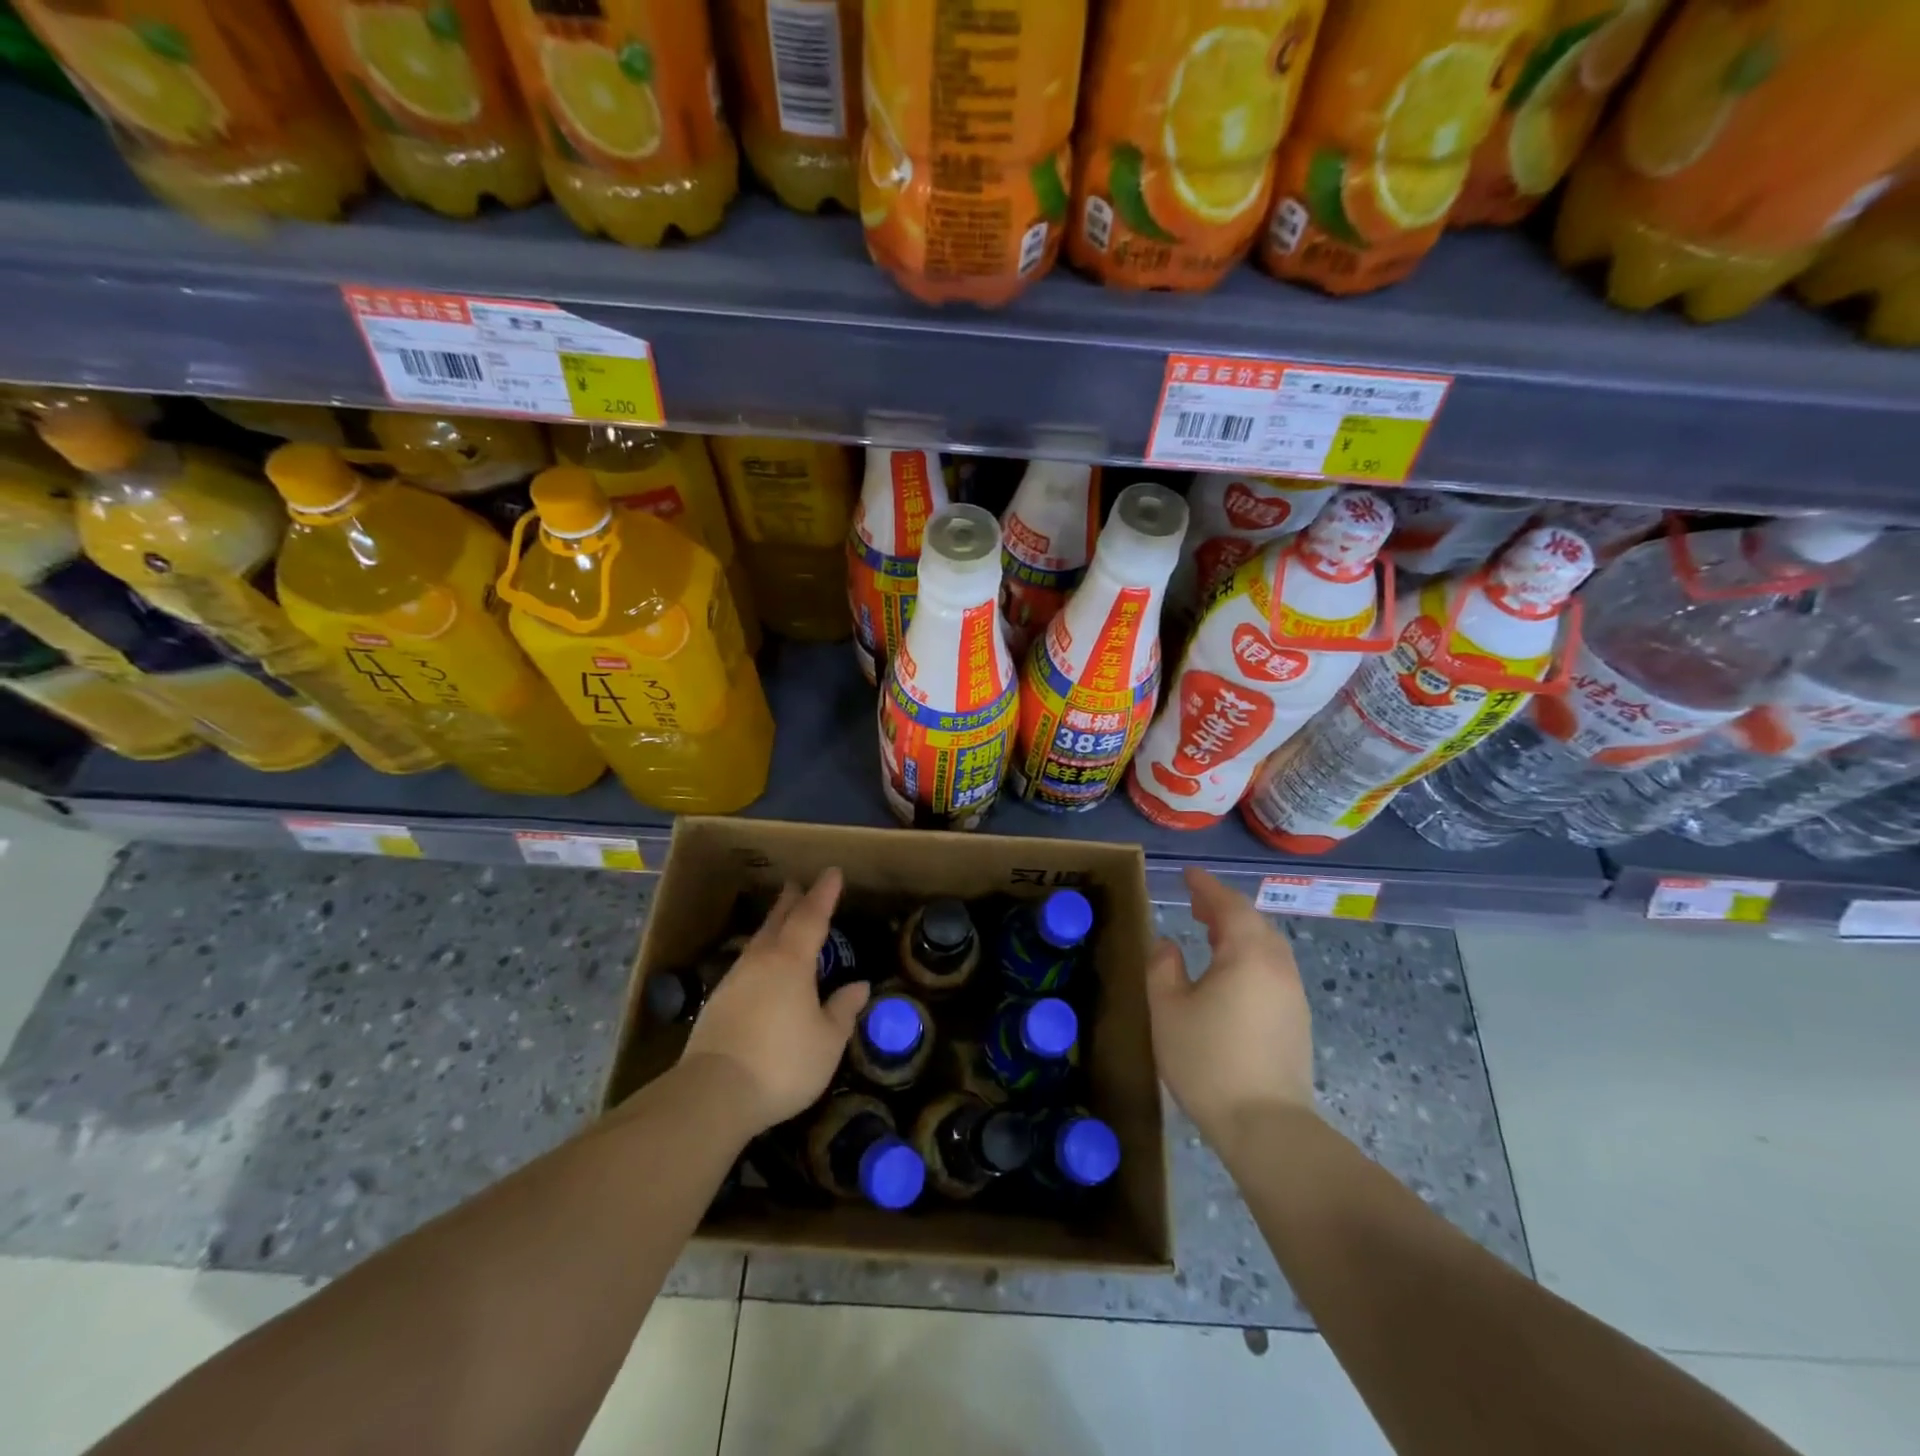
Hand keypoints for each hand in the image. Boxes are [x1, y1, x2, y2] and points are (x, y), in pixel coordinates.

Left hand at [682, 869, 869, 1133]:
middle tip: (797, 884)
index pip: (812, 917)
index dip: (824, 894)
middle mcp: (761, 961)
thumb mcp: (827, 1041)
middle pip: (778, 921)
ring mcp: (735, 980)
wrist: (713, 1094)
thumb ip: (843, 1010)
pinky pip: (746, 964)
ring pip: (758, 941)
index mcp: (791, 962)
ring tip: (781, 919)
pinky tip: (761, 967)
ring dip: (773, 925)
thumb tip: (859, 985)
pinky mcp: (717, 1003)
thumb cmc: (782, 1063)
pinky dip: (760, 954)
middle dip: (791, 901)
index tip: (832, 872)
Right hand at [1146, 867, 1315, 1146]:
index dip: (1207, 887)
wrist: (1266, 1126)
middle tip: (1195, 904)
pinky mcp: (1297, 1020)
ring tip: (1210, 934)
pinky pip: (1272, 969)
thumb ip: (1163, 968)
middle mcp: (1277, 966)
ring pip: (1267, 946)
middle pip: (1253, 922)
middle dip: (1224, 908)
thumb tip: (1168, 945)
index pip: (1229, 905)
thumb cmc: (1208, 1061)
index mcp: (1248, 954)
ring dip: (1238, 932)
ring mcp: (1292, 994)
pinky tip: (1230, 974)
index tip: (1188, 876)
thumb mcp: (1168, 1010)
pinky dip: (1250, 956)